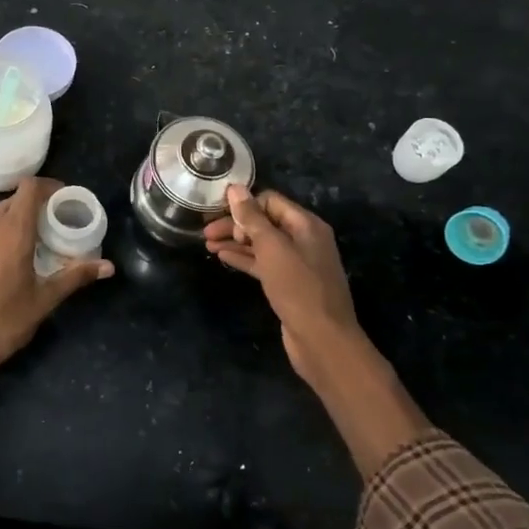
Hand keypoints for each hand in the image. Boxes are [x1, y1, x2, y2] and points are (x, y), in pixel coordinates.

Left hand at [0, 177, 113, 408]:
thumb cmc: (2, 322)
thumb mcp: (43, 301)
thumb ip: (75, 277)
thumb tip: (109, 267)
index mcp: (12, 230)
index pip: (30, 187)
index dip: (49, 186)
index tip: (64, 200)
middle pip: (13, 200)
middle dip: (34, 207)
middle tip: (52, 227)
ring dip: (12, 221)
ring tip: (29, 244)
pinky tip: (0, 261)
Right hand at [206, 186, 427, 468]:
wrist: (322, 340)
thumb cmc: (298, 289)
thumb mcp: (272, 248)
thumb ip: (252, 218)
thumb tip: (235, 189)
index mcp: (306, 225)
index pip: (270, 201)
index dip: (244, 205)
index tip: (217, 213)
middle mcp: (304, 240)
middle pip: (265, 222)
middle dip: (235, 224)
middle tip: (205, 232)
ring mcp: (297, 263)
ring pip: (261, 244)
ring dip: (235, 242)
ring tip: (206, 244)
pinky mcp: (289, 284)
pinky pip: (263, 264)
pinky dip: (244, 258)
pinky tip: (223, 257)